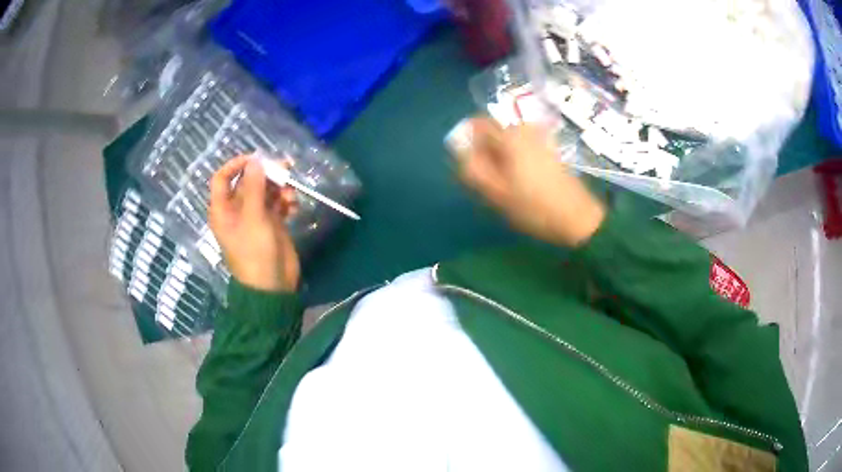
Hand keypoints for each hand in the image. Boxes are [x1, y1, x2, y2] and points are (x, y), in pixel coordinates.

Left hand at [209, 155, 300, 291]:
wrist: (273, 286)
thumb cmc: (255, 252)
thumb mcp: (253, 218)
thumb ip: (254, 187)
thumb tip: (256, 160)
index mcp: (223, 209)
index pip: (222, 178)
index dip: (236, 165)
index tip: (256, 159)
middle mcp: (237, 210)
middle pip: (248, 182)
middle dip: (266, 174)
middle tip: (285, 169)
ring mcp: (255, 216)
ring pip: (265, 191)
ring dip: (279, 188)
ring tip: (291, 194)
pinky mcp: (271, 223)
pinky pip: (277, 204)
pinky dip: (286, 201)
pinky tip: (294, 206)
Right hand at [450, 117, 604, 246]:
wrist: (576, 216)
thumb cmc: (533, 206)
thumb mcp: (496, 192)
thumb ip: (472, 169)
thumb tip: (458, 152)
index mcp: (509, 136)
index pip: (477, 124)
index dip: (468, 141)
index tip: (470, 163)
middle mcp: (524, 129)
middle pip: (493, 130)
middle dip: (484, 150)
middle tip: (487, 178)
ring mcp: (539, 138)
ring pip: (507, 140)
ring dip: (499, 156)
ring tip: (504, 183)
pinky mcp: (549, 148)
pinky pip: (521, 146)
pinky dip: (514, 158)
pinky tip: (521, 181)